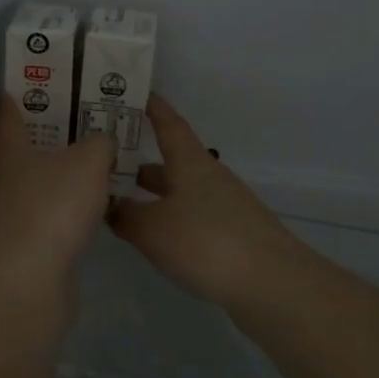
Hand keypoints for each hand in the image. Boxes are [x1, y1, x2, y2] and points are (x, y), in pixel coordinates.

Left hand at [0, 95, 116, 292]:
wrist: (30, 280)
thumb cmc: (53, 207)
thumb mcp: (88, 161)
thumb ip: (99, 143)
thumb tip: (101, 142)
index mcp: (10, 147)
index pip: (9, 109)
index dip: (25, 91)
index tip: (46, 79)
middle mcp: (4, 175)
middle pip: (25, 144)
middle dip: (51, 130)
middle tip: (85, 118)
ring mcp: (11, 211)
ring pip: (38, 179)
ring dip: (61, 170)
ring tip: (97, 160)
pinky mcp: (25, 242)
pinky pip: (49, 211)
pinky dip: (67, 204)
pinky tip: (93, 204)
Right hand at [108, 95, 309, 309]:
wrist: (272, 284)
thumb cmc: (206, 242)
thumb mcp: (151, 229)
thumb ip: (125, 215)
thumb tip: (110, 205)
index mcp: (189, 162)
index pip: (168, 123)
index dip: (151, 107)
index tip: (131, 93)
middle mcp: (208, 177)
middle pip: (170, 161)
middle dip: (139, 162)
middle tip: (105, 164)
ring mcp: (224, 206)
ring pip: (179, 191)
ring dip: (152, 195)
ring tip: (120, 205)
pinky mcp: (232, 234)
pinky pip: (191, 216)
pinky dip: (168, 219)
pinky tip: (153, 238)